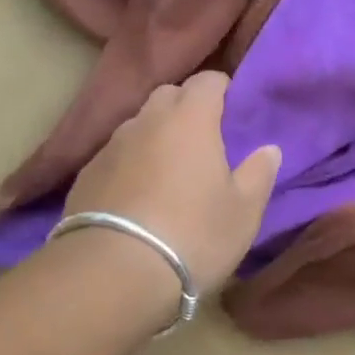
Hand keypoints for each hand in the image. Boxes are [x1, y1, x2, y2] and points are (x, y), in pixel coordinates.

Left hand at [63, 71, 281, 296]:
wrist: (112, 274)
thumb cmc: (193, 235)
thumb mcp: (243, 212)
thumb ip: (259, 174)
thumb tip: (269, 149)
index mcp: (190, 119)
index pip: (208, 80)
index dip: (222, 89)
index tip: (233, 110)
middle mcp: (147, 121)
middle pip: (168, 95)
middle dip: (187, 107)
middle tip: (204, 140)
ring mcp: (110, 146)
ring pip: (139, 125)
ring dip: (156, 137)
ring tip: (169, 171)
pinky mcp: (85, 175)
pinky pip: (116, 156)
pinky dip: (130, 164)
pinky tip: (137, 197)